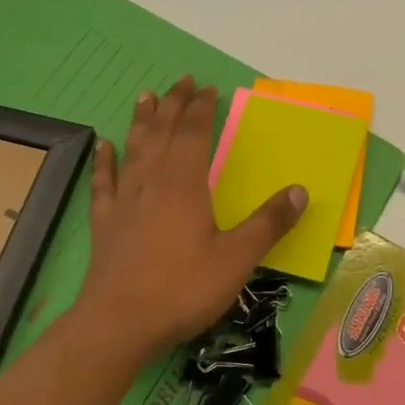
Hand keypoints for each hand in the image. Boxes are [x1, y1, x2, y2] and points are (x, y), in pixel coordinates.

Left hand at [81, 77, 305, 361]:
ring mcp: (124, 201)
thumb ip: (269, 223)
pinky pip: (103, 182)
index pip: (194, 134)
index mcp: (185, 185)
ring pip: (134, 148)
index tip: (208, 88)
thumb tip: (301, 190)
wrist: (118, 324)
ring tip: (145, 96)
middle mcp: (152, 182)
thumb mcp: (237, 259)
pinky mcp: (104, 223)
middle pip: (163, 132)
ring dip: (141, 120)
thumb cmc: (182, 289)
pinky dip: (104, 160)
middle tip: (181, 80)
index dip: (201, 108)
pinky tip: (103, 145)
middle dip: (173, 104)